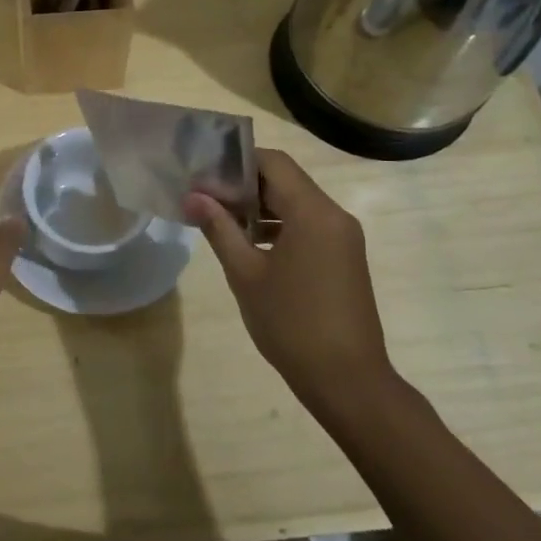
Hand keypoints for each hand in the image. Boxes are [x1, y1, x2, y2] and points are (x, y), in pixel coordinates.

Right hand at [183, 149, 393, 405]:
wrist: (347, 379)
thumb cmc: (291, 323)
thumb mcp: (245, 274)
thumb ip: (219, 229)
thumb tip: (193, 197)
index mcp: (313, 212)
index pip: (274, 162)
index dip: (237, 161)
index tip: (204, 174)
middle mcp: (334, 215)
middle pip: (286, 180)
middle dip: (245, 184)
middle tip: (205, 196)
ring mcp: (343, 237)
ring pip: (297, 204)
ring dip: (261, 206)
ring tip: (220, 220)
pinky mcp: (345, 257)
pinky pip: (309, 226)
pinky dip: (279, 226)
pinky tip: (250, 245)